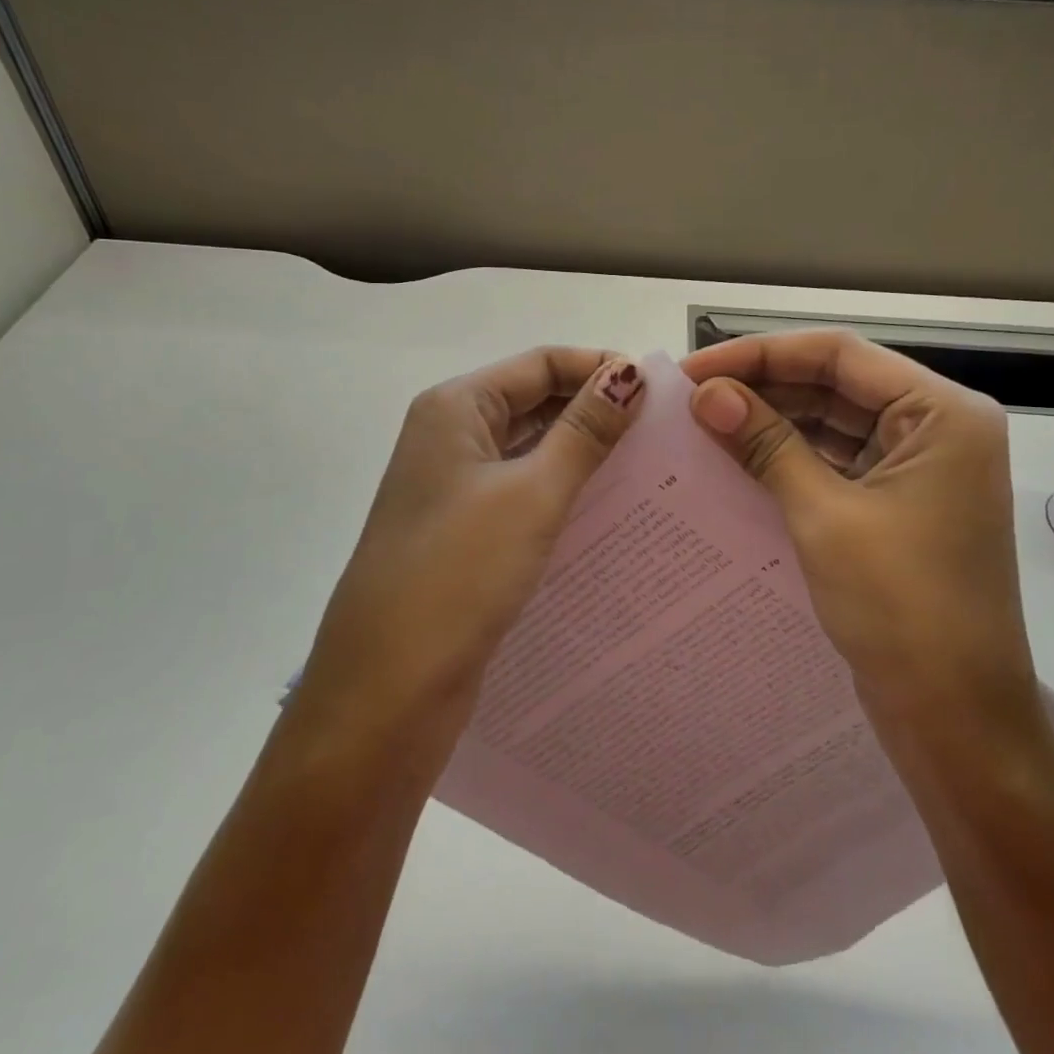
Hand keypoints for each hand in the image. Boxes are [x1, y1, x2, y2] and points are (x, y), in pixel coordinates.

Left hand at [287, 348, 645, 763]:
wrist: (388, 690)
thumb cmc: (458, 574)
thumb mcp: (531, 494)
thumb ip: (583, 432)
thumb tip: (628, 374)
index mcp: (455, 409)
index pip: (540, 363)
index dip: (599, 369)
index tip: (660, 395)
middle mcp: (451, 439)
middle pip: (535, 404)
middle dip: (596, 413)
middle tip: (664, 436)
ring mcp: (455, 490)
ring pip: (532, 453)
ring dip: (584, 457)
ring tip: (651, 472)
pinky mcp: (466, 535)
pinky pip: (524, 497)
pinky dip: (564, 496)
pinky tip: (610, 514)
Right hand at [683, 330, 1041, 740]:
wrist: (955, 720)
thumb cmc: (901, 608)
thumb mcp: (823, 516)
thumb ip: (765, 444)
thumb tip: (704, 393)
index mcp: (942, 414)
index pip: (838, 354)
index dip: (759, 354)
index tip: (692, 371)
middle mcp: (937, 429)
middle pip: (837, 385)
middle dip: (762, 388)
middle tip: (688, 401)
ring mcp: (919, 470)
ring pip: (833, 425)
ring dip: (772, 424)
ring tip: (703, 427)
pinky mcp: (899, 507)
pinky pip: (837, 465)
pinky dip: (790, 461)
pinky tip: (738, 463)